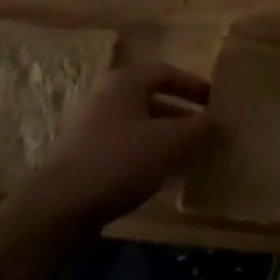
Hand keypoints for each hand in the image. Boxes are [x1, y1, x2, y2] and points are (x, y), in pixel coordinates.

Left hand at [13, 62, 211, 230]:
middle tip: (208, 133)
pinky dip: (149, 156)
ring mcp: (92, 127)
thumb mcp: (169, 143)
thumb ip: (198, 128)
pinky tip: (164, 179)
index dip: (194, 85)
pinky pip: (127, 147)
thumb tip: (219, 120)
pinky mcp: (86, 156)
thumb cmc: (119, 161)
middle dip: (183, 116)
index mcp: (124, 82)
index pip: (166, 72)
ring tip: (192, 158)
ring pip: (141, 126)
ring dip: (168, 139)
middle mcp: (106, 96)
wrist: (60, 206)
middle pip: (153, 99)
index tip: (216, 102)